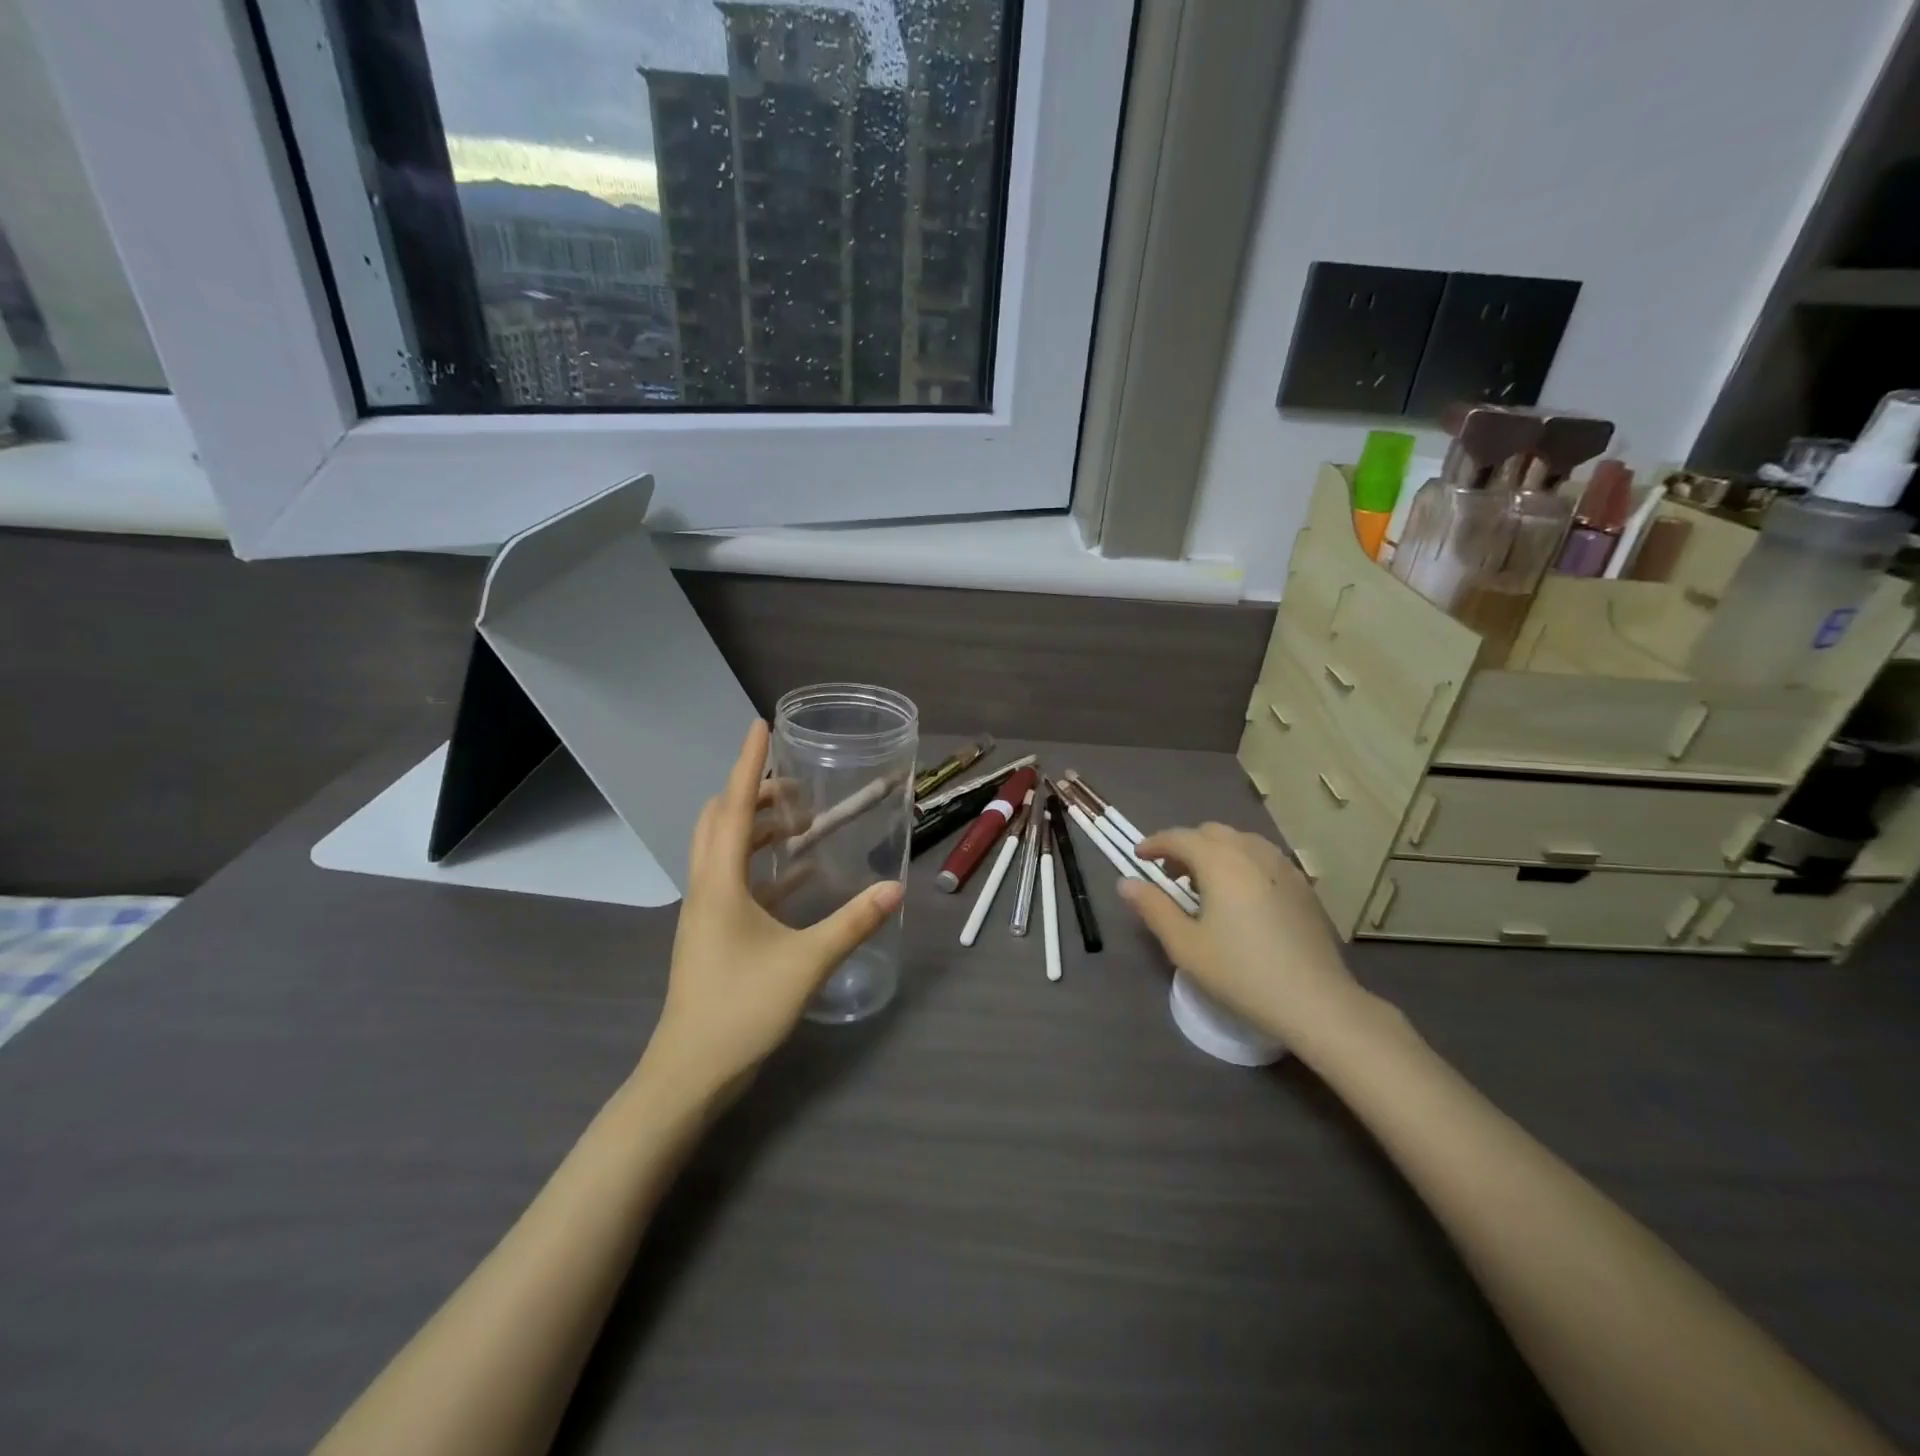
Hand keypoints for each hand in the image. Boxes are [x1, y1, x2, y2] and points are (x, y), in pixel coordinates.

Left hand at [643, 721, 903, 1100]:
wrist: (689, 1073)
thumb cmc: (741, 1009)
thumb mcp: (805, 963)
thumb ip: (852, 923)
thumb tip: (894, 890)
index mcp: (720, 882)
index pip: (735, 806)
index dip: (748, 763)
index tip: (760, 725)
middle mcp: (706, 886)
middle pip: (721, 820)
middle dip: (755, 793)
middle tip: (798, 788)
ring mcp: (705, 911)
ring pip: (725, 849)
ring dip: (758, 828)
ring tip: (801, 823)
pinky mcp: (712, 933)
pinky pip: (735, 881)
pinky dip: (762, 866)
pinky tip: (798, 875)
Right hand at [1120, 823, 1366, 1046]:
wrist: (1315, 1001)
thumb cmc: (1241, 972)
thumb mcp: (1185, 945)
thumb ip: (1153, 908)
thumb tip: (1126, 883)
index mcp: (1220, 862)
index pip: (1180, 837)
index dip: (1154, 843)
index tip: (1138, 857)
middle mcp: (1252, 852)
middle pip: (1211, 833)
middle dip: (1185, 845)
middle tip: (1169, 875)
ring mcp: (1282, 867)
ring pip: (1239, 842)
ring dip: (1214, 852)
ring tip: (1203, 885)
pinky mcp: (1302, 886)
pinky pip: (1262, 858)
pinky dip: (1240, 863)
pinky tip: (1239, 896)